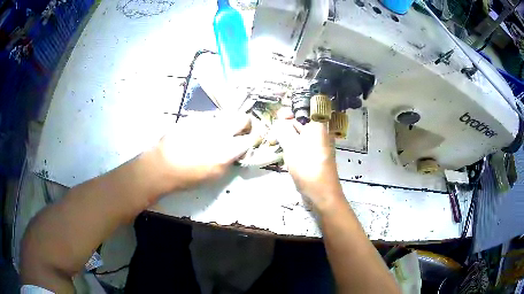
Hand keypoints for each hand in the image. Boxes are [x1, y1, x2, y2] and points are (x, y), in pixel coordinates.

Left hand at [156, 113, 258, 190]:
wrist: (162, 165)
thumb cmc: (189, 176)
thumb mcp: (215, 176)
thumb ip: (229, 161)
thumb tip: (236, 151)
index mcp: (227, 150)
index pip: (251, 138)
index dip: (254, 138)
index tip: (251, 140)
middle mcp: (220, 132)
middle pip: (243, 118)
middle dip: (246, 124)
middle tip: (240, 131)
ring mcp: (206, 122)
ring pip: (226, 116)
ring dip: (227, 123)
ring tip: (217, 133)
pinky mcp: (194, 118)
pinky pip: (209, 117)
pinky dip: (210, 123)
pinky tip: (200, 132)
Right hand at [273, 110, 343, 208]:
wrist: (322, 194)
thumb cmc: (308, 168)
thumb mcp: (292, 147)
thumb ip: (283, 131)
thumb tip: (278, 122)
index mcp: (318, 126)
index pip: (302, 111)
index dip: (288, 113)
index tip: (276, 121)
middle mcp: (320, 133)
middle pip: (300, 124)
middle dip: (284, 129)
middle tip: (272, 138)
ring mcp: (318, 145)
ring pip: (299, 137)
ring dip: (286, 140)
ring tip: (274, 146)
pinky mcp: (315, 156)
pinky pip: (302, 147)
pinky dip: (292, 149)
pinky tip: (283, 156)